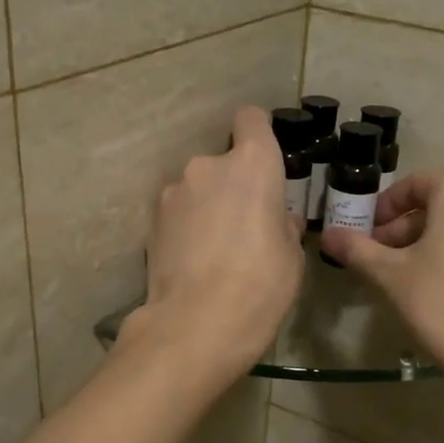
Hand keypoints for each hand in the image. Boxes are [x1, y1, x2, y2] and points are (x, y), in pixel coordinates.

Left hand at [124, 107, 304, 385]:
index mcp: (253, 164)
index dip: (259, 133)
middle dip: (233, 185)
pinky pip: (177, 214)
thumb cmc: (262, 284)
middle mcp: (208, 166)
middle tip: (245, 224)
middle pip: (223, 162)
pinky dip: (186, 228)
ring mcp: (173, 192)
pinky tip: (194, 262)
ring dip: (206, 206)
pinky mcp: (151, 221)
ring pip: (197, 189)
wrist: (198, 323)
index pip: (251, 119)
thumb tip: (279, 218)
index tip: (265, 159)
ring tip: (215, 250)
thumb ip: (284, 225)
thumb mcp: (292, 256)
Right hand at [321, 173, 443, 400]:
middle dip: (410, 229)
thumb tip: (328, 235)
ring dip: (441, 244)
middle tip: (387, 260)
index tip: (370, 232)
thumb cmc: (442, 307)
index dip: (387, 206)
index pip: (417, 184)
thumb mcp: (390, 277)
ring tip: (421, 279)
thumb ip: (357, 250)